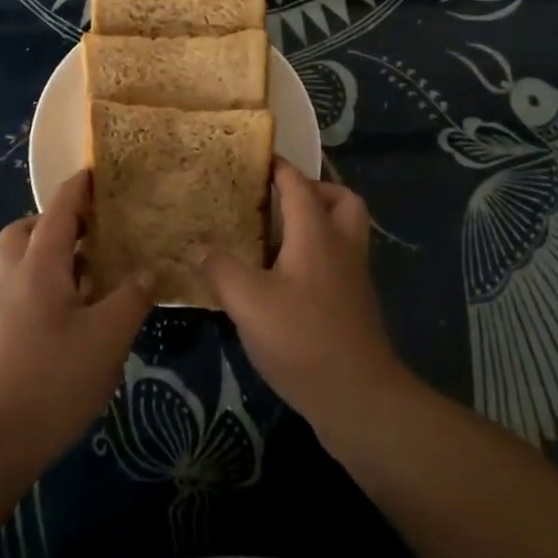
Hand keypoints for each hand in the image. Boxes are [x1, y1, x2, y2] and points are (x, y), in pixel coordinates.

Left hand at [0, 170, 150, 471]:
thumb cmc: (52, 378)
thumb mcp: (107, 336)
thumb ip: (131, 297)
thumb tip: (150, 269)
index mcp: (40, 264)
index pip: (60, 208)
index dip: (79, 187)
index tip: (98, 170)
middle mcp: (16, 276)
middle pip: (29, 229)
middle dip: (58, 221)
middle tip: (93, 229)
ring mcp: (3, 308)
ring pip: (24, 262)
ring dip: (54, 255)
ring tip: (92, 271)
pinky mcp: (1, 337)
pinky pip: (25, 290)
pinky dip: (50, 286)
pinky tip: (78, 313)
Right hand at [196, 160, 409, 440]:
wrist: (360, 399)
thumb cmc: (303, 338)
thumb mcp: (248, 302)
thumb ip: (219, 269)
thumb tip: (196, 247)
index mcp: (316, 232)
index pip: (298, 183)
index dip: (278, 167)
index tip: (255, 158)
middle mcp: (341, 246)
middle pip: (341, 200)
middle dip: (314, 190)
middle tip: (279, 201)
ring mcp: (353, 278)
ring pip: (343, 232)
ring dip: (317, 224)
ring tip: (277, 238)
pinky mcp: (355, 307)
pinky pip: (338, 262)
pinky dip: (317, 257)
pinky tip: (284, 281)